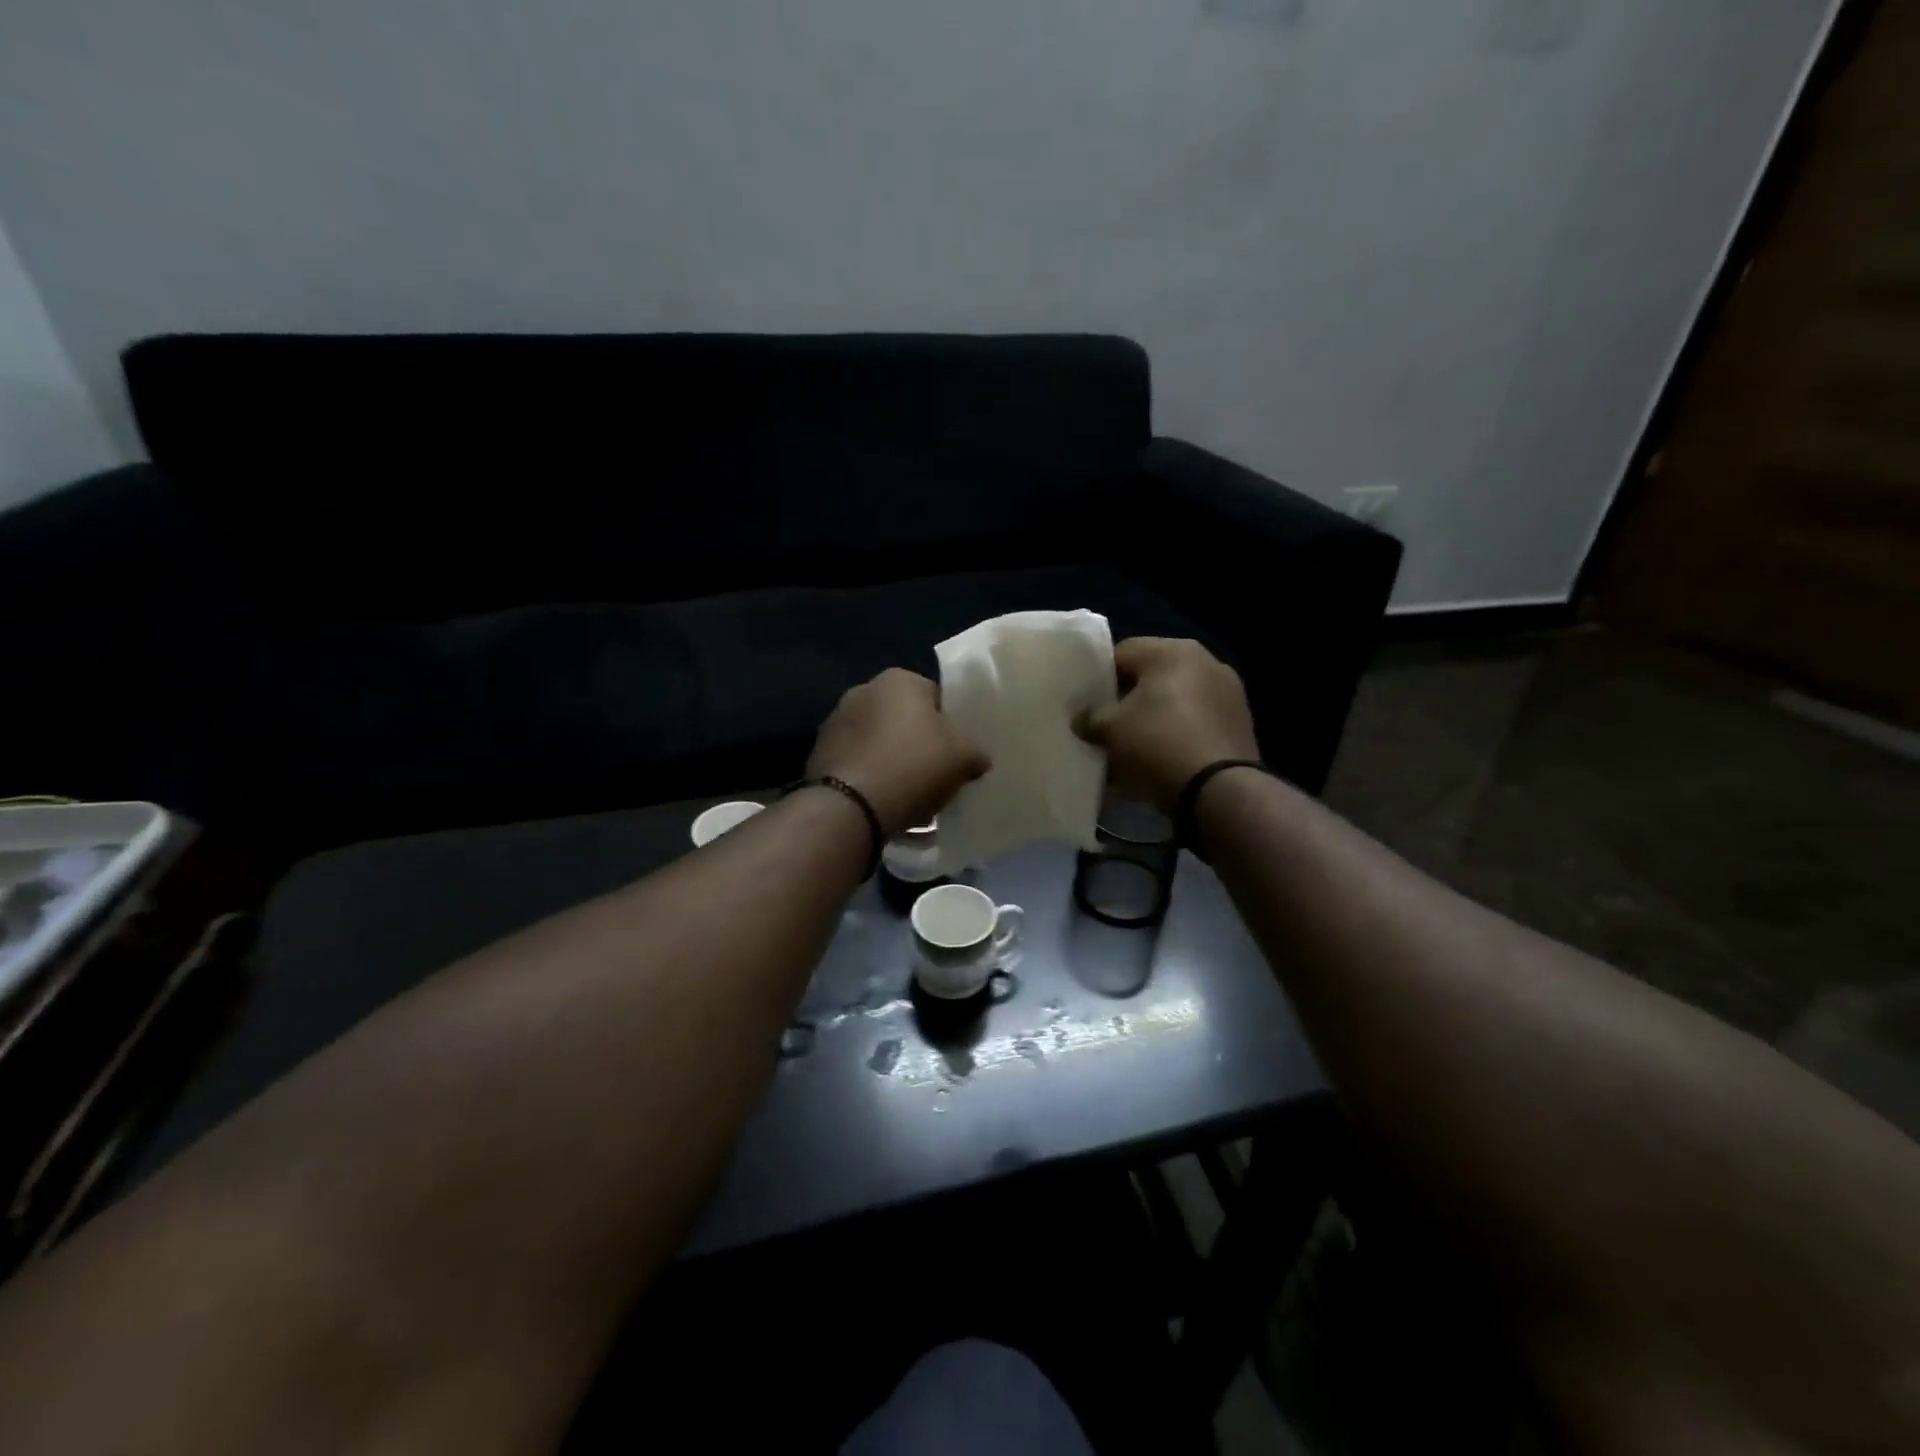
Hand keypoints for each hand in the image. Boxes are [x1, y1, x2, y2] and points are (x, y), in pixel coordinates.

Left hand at [806, 669, 988, 836]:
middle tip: (936, 774)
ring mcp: (835, 721)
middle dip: (919, 743)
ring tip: (911, 794)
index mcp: (899, 679)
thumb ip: (976, 752)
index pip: (936, 696)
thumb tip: (977, 759)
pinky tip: (884, 803)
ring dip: (894, 761)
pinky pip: (859, 763)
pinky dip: (872, 777)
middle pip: (905, 719)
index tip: (957, 753)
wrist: (850, 805)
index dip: (951, 725)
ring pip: (880, 741)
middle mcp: (863, 690)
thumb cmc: (913, 766)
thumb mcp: (963, 757)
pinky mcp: (819, 754)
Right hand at [1076, 638, 1257, 812]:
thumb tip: (1082, 719)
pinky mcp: (1237, 727)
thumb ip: (1090, 717)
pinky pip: (1192, 729)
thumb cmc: (1157, 743)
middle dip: (1125, 705)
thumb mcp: (1109, 729)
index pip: (1123, 653)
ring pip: (1172, 707)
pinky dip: (1171, 742)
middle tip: (1104, 730)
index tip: (1086, 705)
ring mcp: (1227, 696)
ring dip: (1148, 726)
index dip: (1098, 678)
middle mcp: (1205, 663)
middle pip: (1150, 680)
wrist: (1218, 790)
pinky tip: (1152, 770)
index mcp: (1173, 652)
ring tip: (1126, 756)